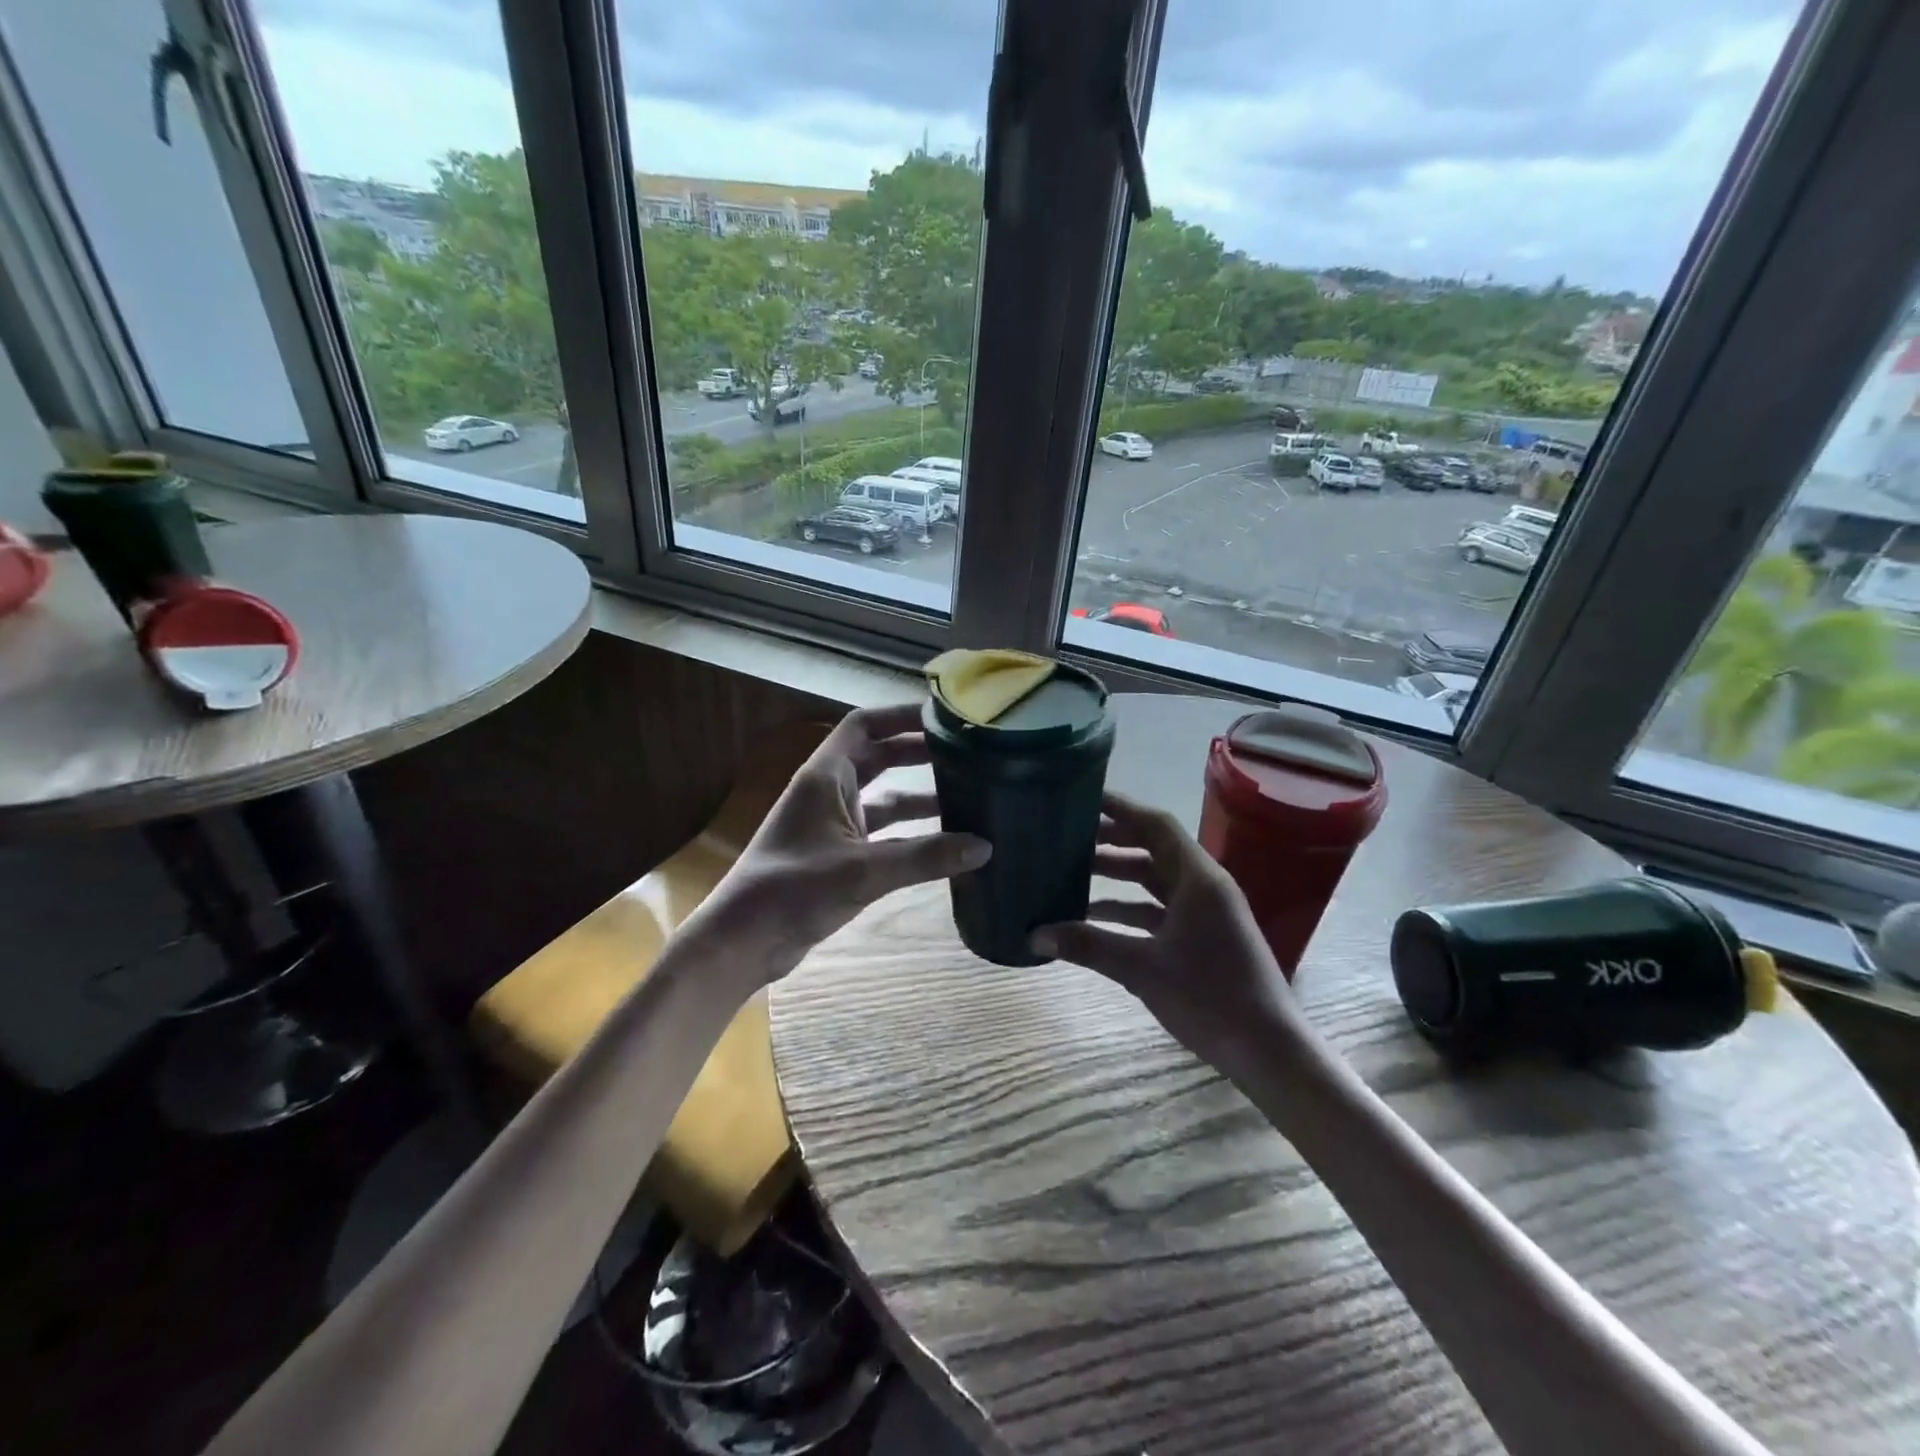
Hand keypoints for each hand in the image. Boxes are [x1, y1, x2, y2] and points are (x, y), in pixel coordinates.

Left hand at [710, 704, 989, 974]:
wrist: (744, 940)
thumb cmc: (793, 890)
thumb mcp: (862, 870)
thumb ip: (923, 857)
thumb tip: (984, 847)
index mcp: (825, 777)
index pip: (864, 725)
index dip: (900, 715)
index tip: (942, 716)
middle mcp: (829, 793)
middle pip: (878, 758)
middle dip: (918, 754)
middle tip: (966, 753)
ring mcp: (833, 825)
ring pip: (883, 798)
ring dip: (919, 796)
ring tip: (967, 795)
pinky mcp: (838, 856)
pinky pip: (882, 834)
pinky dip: (911, 834)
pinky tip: (944, 843)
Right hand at [1030, 793, 1302, 1066]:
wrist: (1268, 1050)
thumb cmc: (1210, 998)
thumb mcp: (1142, 969)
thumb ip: (1088, 946)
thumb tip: (1034, 934)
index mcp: (1198, 878)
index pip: (1155, 825)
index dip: (1119, 808)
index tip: (1082, 800)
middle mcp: (1204, 885)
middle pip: (1152, 849)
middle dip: (1111, 842)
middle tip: (1066, 838)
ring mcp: (1206, 911)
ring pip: (1154, 880)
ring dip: (1117, 877)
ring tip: (1071, 874)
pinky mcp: (1204, 935)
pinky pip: (1159, 909)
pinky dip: (1129, 908)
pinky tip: (1094, 918)